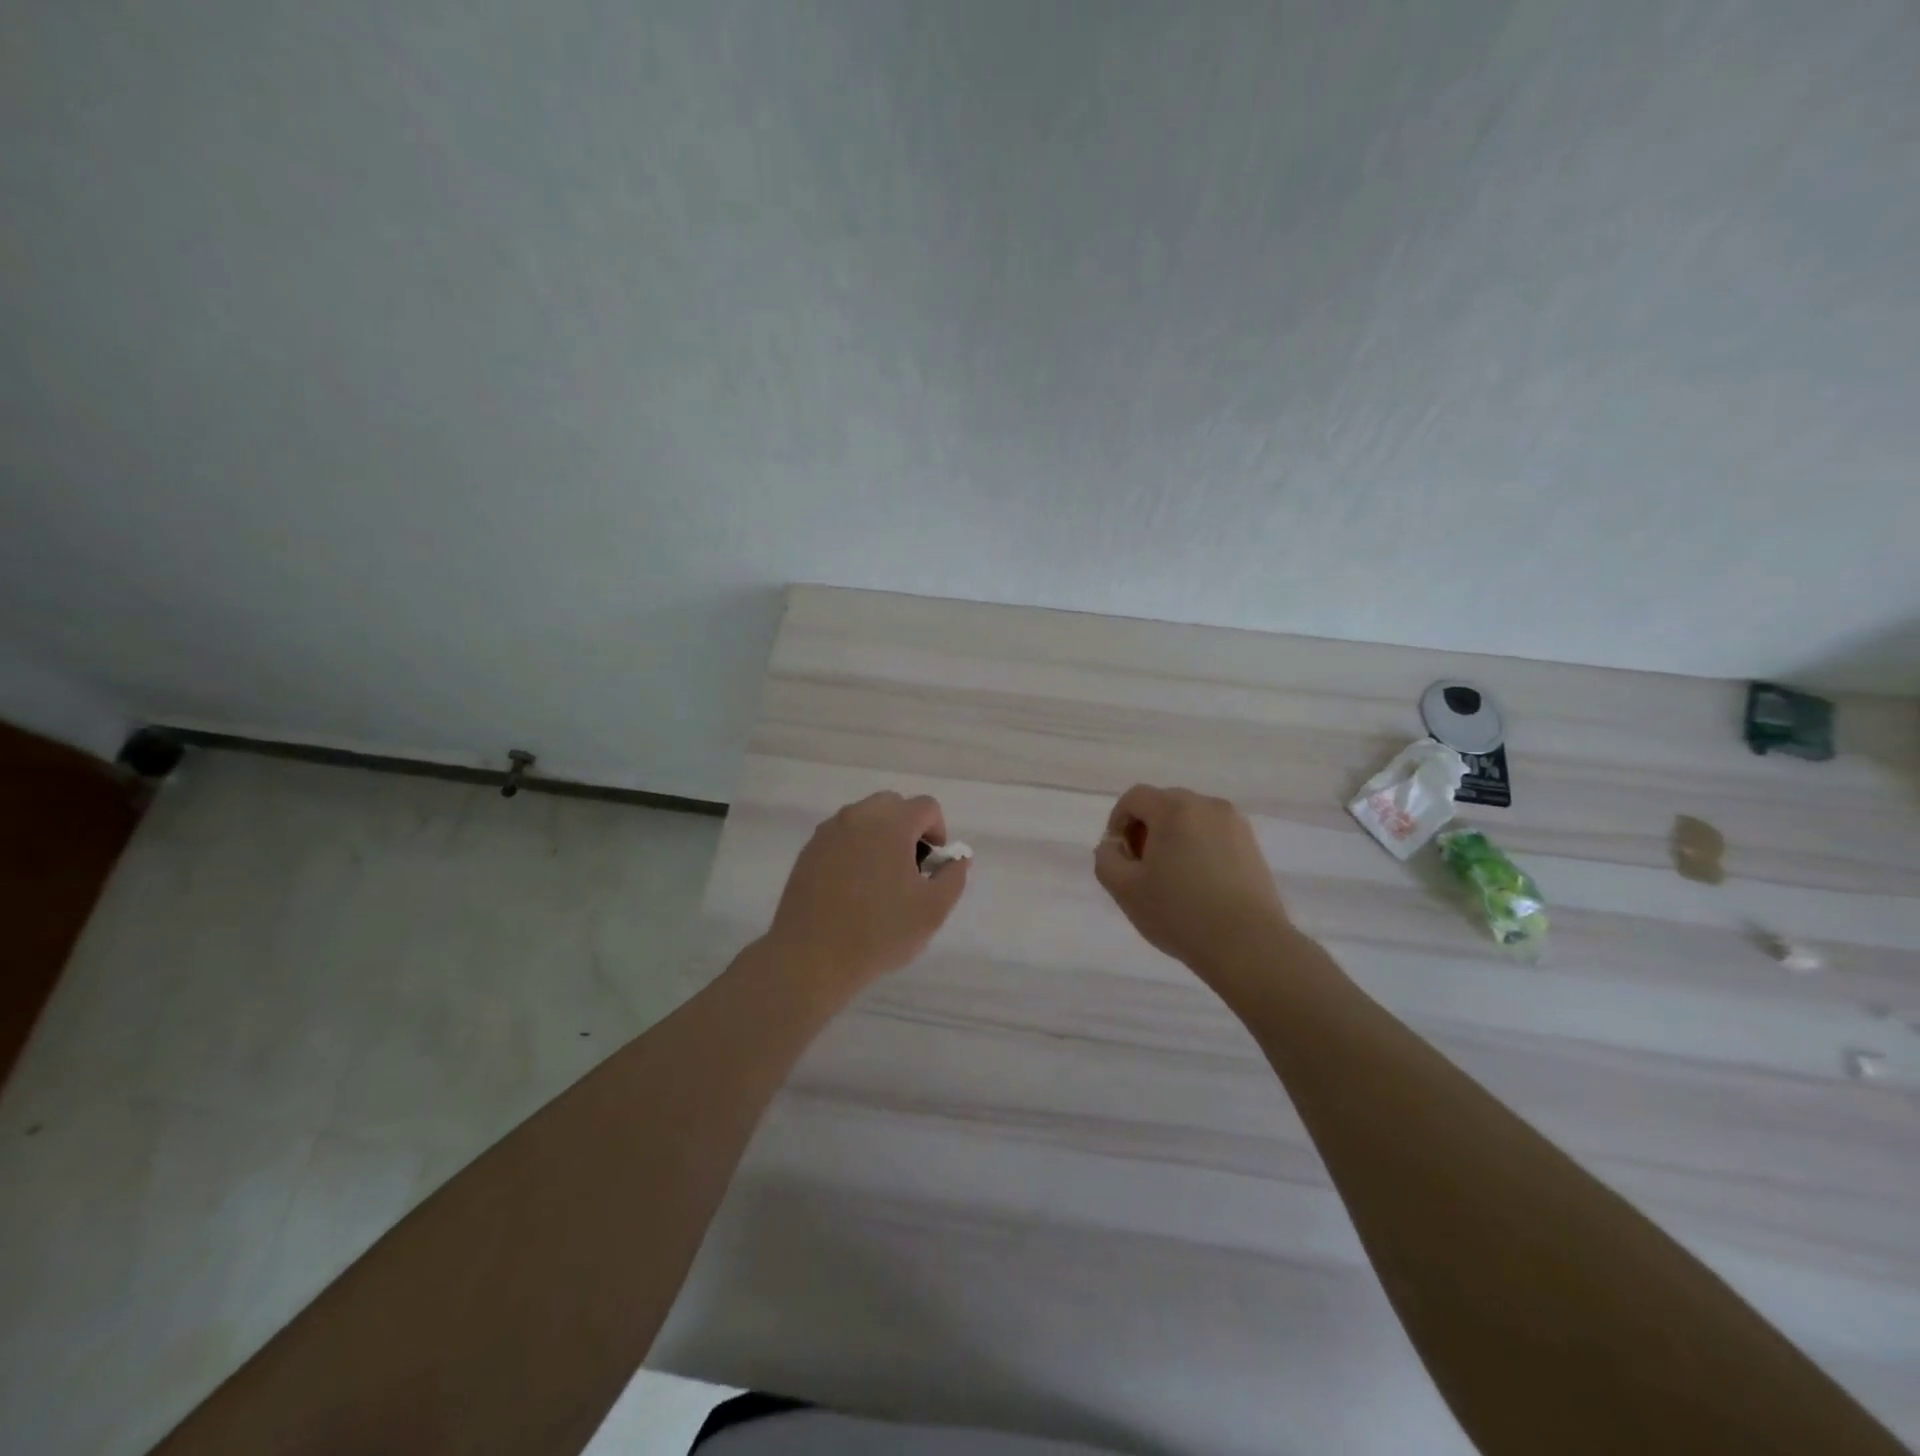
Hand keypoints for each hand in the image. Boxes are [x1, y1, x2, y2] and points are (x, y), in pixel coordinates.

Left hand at [763, 792, 968, 990]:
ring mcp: (829, 831)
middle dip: (908, 829)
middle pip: (893, 805)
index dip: (938, 832)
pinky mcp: (809, 850)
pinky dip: (854, 849)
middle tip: (909, 870)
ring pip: (865, 818)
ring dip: (880, 837)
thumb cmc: (879, 932)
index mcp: (892, 823)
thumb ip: (953, 876)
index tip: (932, 866)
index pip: (926, 806)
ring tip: (880, 880)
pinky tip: (852, 887)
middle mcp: (858, 816)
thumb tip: (958, 858)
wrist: (811, 957)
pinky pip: (842, 836)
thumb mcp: (933, 910)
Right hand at [1094, 785, 1290, 980]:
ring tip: (1171, 878)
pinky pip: (1213, 834)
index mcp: (1174, 809)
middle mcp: (1207, 805)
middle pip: (1163, 804)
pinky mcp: (1252, 846)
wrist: (1248, 945)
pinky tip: (1198, 884)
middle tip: (1141, 867)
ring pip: (1190, 819)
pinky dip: (1198, 848)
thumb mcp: (1124, 889)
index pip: (1135, 797)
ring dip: (1172, 838)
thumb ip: (1106, 858)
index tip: (1119, 856)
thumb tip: (1114, 846)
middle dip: (1145, 829)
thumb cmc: (1180, 913)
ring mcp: (1235, 824)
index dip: (1118, 821)